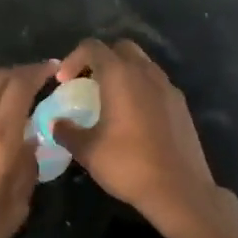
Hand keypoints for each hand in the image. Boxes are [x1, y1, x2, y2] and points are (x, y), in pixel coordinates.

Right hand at [50, 38, 219, 228]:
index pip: (93, 47)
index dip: (73, 59)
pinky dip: (140, 88)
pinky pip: (156, 84)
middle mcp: (146, 73)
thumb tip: (56, 123)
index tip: (63, 82)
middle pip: (121, 48)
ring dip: (122, 73)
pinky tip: (133, 117)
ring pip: (142, 64)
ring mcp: (168, 88)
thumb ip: (67, 131)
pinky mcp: (181, 105)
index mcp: (120, 76)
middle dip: (100, 59)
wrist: (179, 190)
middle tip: (87, 84)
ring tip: (109, 100)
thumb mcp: (88, 151)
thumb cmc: (129, 165)